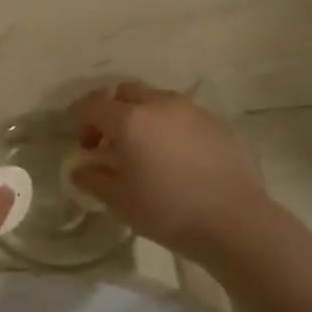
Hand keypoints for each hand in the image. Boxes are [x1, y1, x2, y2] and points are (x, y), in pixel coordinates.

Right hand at [69, 82, 264, 260]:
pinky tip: (176, 157)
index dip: (83, 123)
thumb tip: (79, 167)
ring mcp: (192, 110)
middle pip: (126, 92)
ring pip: (157, 100)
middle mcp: (159, 104)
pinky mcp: (217, 123)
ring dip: (143, 116)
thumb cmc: (166, 210)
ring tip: (146, 150)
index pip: (94, 105)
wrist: (232, 220)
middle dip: (112, 111)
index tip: (87, 148)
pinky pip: (183, 115)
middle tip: (112, 143)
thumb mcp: (118, 201)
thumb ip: (92, 178)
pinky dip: (170, 127)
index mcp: (129, 120)